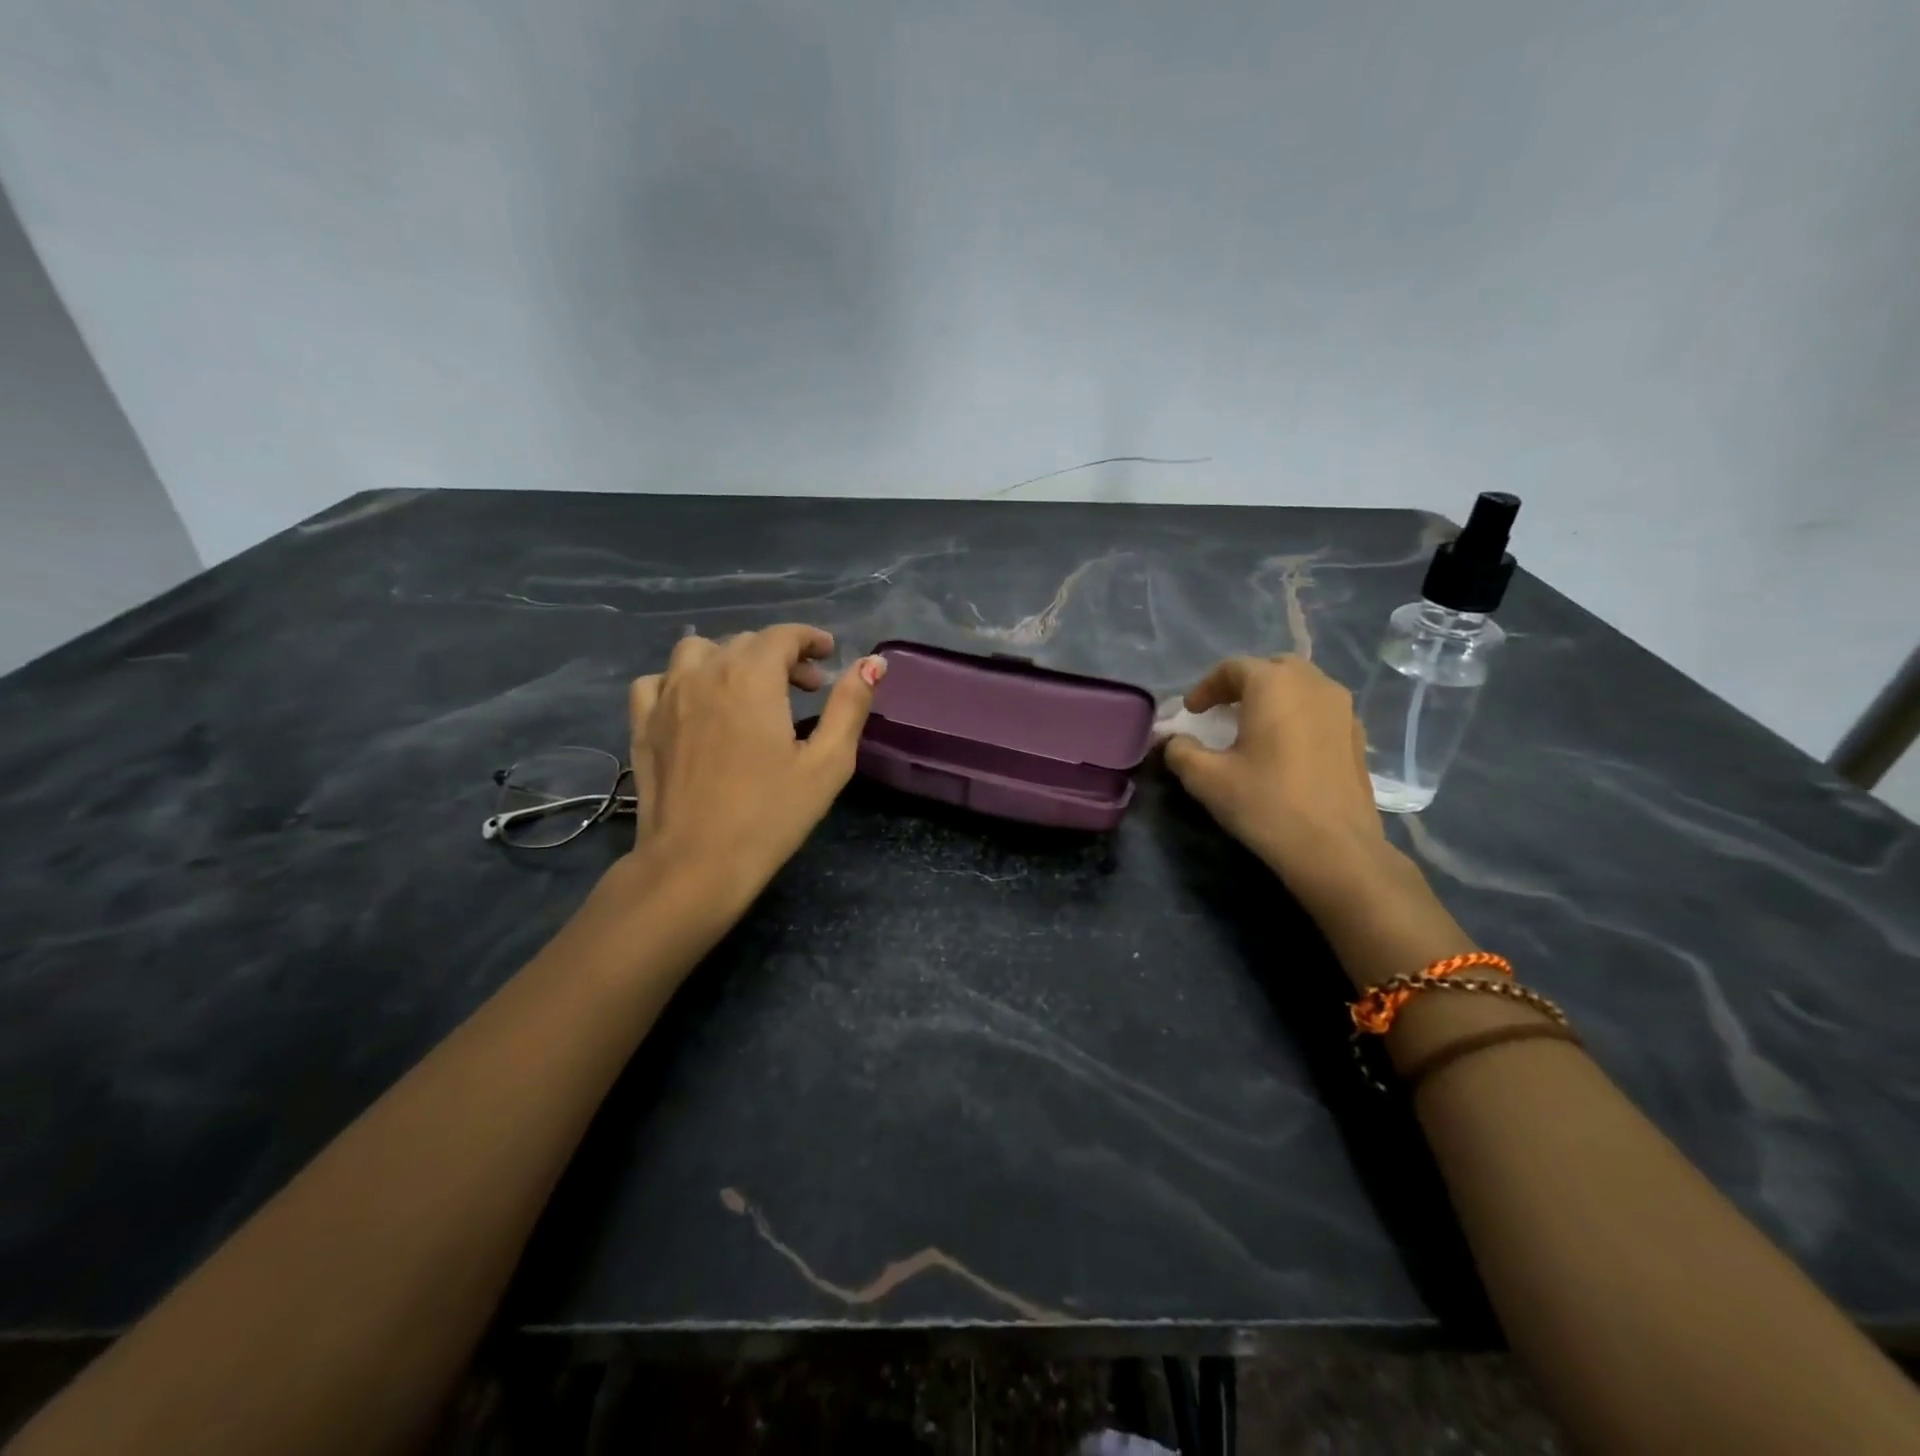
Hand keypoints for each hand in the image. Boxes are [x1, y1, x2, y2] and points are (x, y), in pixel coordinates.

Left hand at [624, 626, 885, 904]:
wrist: (694, 864)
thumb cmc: (770, 815)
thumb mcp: (827, 763)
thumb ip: (850, 706)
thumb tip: (872, 662)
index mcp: (752, 677)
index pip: (783, 635)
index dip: (810, 639)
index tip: (829, 655)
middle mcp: (705, 673)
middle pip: (746, 642)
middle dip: (781, 656)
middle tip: (806, 689)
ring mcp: (666, 696)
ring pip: (699, 652)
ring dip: (731, 660)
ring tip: (750, 691)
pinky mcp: (642, 723)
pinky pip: (659, 680)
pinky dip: (684, 680)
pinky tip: (698, 705)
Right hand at [1162, 655, 1388, 904]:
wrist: (1334, 848)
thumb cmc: (1265, 803)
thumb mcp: (1206, 778)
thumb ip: (1181, 751)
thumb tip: (1173, 742)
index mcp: (1273, 684)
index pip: (1233, 668)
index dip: (1206, 687)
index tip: (1191, 713)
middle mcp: (1313, 684)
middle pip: (1272, 669)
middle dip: (1244, 684)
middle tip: (1223, 711)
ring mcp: (1343, 709)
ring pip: (1302, 686)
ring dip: (1274, 698)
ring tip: (1255, 728)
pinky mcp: (1358, 736)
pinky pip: (1321, 710)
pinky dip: (1298, 716)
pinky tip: (1286, 748)